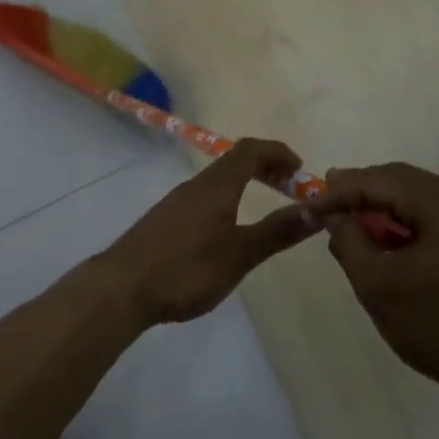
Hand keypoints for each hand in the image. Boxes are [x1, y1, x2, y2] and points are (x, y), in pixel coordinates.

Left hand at [94, 140, 319, 326]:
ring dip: (245, 185)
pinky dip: (227, 201)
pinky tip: (228, 232)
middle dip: (265, 168)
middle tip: (289, 189)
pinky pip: (204, 199)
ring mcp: (175, 204)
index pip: (250, 150)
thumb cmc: (185, 269)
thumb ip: (277, 231)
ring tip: (265, 210)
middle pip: (233, 162)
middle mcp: (194, 186)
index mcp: (216, 186)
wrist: (121, 288)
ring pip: (217, 182)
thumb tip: (317, 208)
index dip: (278, 152)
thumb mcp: (239, 254)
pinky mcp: (164, 222)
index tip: (301, 171)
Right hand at [310, 163, 438, 395]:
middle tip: (322, 202)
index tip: (308, 205)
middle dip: (359, 190)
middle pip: (401, 180)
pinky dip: (400, 221)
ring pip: (415, 196)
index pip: (382, 180)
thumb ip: (349, 240)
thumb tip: (332, 215)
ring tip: (344, 219)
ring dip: (379, 205)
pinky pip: (430, 215)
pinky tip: (379, 237)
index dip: (341, 190)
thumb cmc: (438, 327)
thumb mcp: (378, 285)